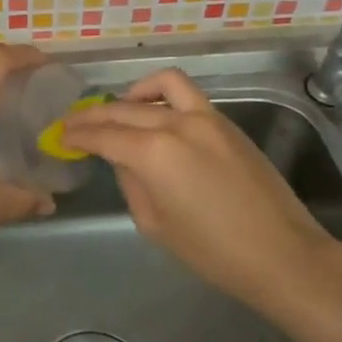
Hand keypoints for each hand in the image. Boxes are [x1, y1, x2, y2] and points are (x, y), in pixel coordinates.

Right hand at [60, 69, 336, 315]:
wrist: (282, 254)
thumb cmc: (213, 253)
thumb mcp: (155, 224)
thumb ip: (131, 182)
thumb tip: (123, 160)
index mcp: (152, 153)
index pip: (103, 135)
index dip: (77, 134)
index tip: (59, 135)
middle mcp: (175, 123)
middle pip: (123, 109)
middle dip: (93, 116)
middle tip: (74, 124)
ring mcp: (205, 117)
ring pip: (157, 87)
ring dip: (129, 95)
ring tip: (117, 110)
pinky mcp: (225, 121)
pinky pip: (186, 93)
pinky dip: (162, 93)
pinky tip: (155, 110)